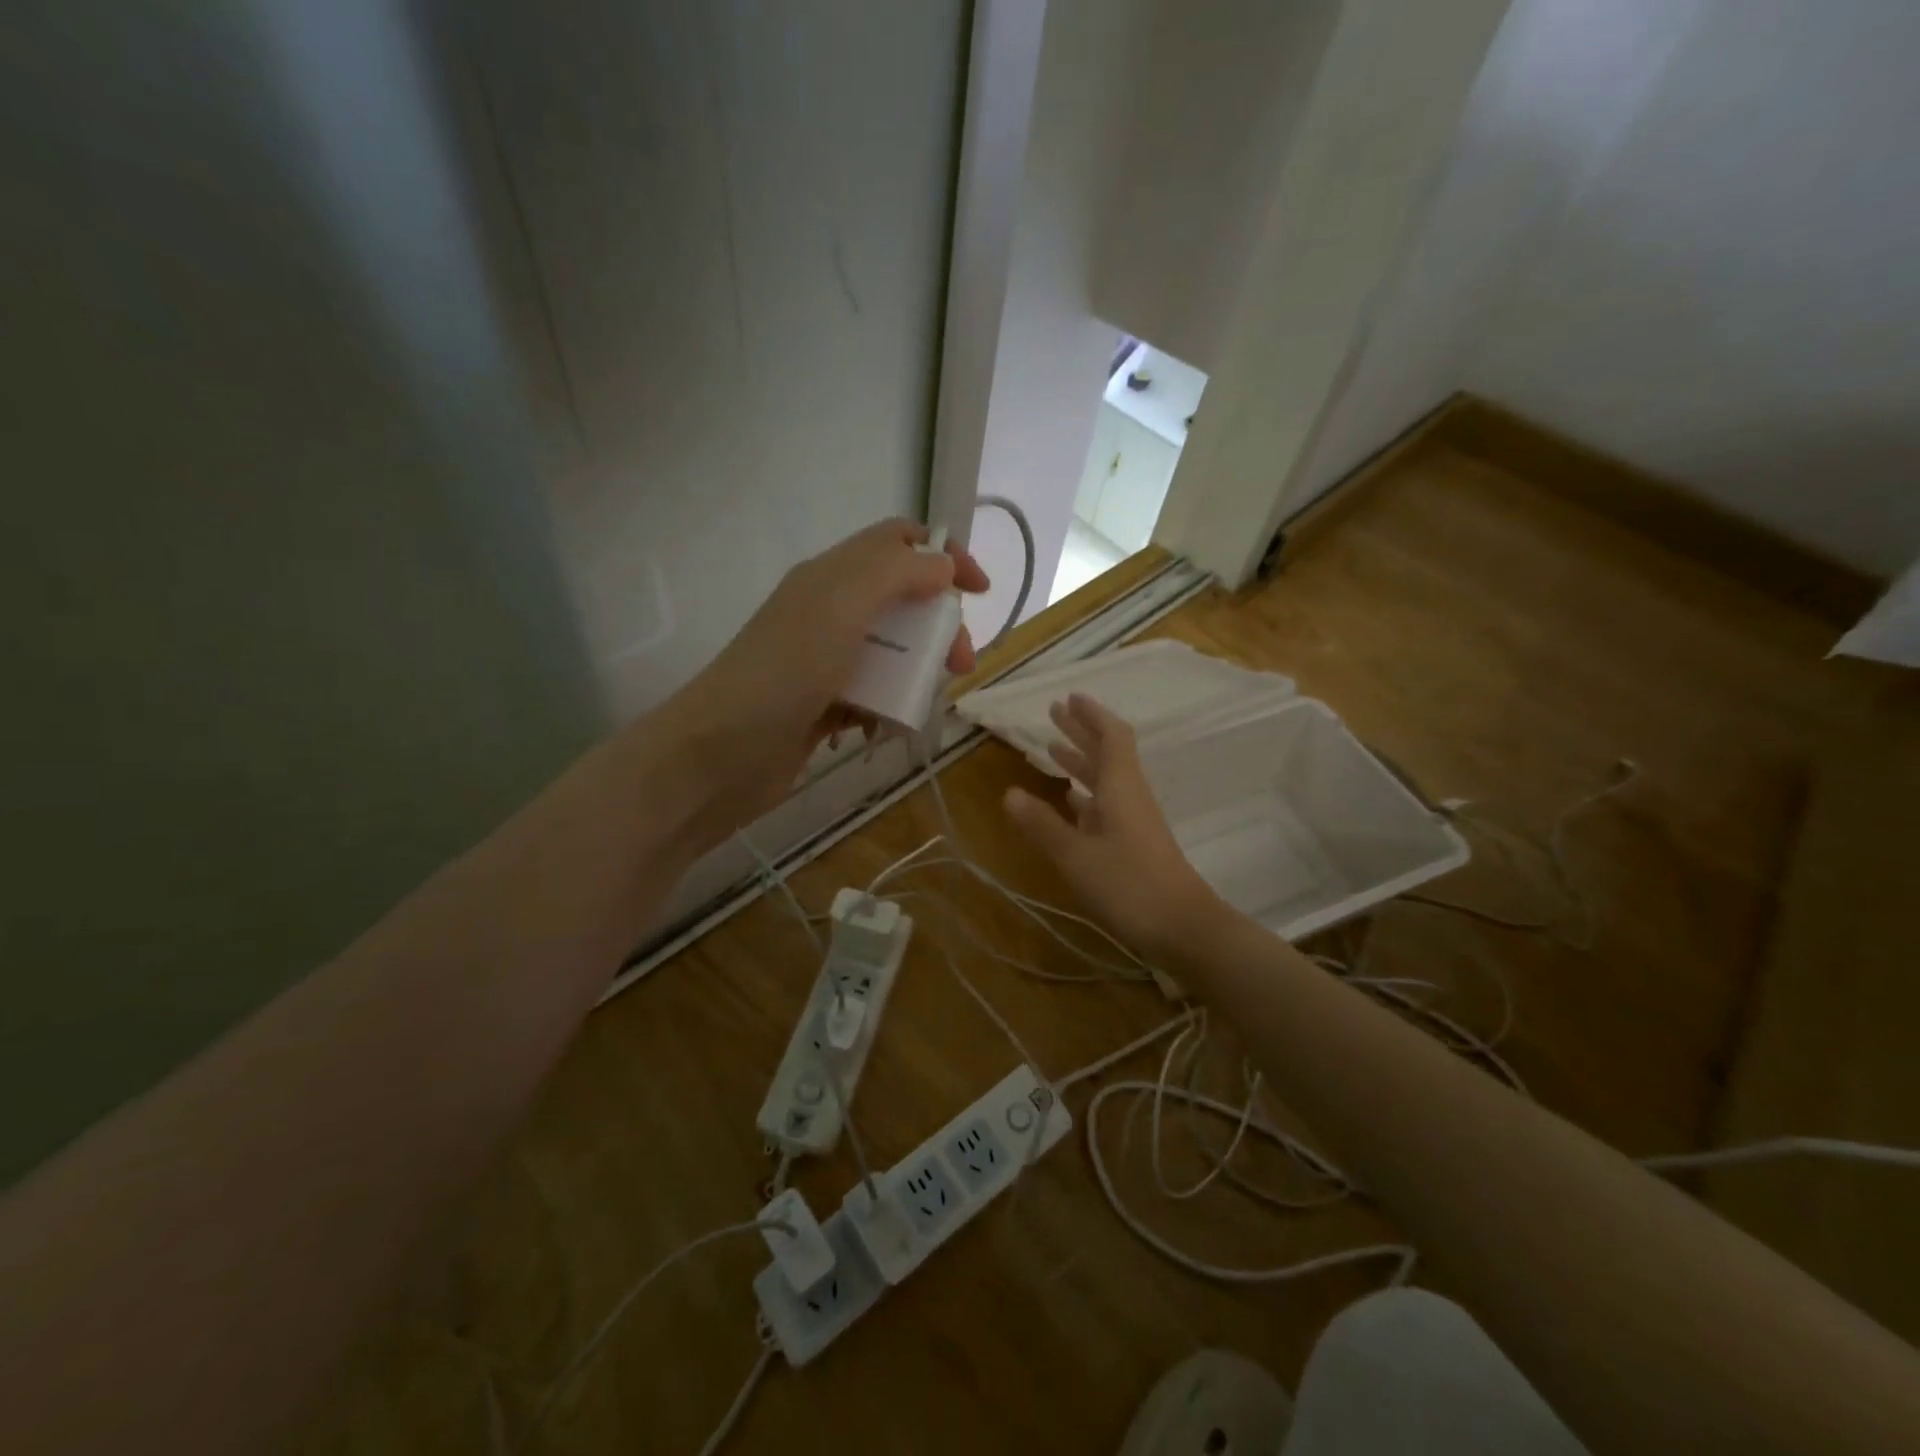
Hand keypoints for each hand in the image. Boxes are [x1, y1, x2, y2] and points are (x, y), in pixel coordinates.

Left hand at [660, 519, 988, 845]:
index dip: (945, 555)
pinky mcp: (822, 703)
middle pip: (904, 601)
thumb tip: (943, 563)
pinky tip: (880, 730)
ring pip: (892, 652)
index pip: (898, 542)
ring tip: (920, 705)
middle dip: (939, 627)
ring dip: (915, 673)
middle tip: (959, 664)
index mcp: (833, 575)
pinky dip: (885, 708)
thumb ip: (898, 572)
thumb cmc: (785, 672)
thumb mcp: (843, 604)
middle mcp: (829, 609)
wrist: (720, 754)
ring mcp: (824, 658)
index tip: (980, 593)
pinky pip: (872, 694)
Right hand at [1002, 694, 1223, 959]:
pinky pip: (1107, 806)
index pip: (1111, 737)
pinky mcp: (1135, 844)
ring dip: (1081, 762)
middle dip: (1080, 732)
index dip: (1091, 715)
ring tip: (1052, 750)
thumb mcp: (1077, 856)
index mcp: (1121, 788)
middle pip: (1107, 753)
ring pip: (1106, 780)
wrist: (1184, 928)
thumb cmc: (1129, 885)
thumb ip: (1043, 825)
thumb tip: (1009, 792)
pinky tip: (1070, 801)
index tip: (1069, 697)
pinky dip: (1086, 796)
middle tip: (1054, 713)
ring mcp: (1134, 822)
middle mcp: (1130, 796)